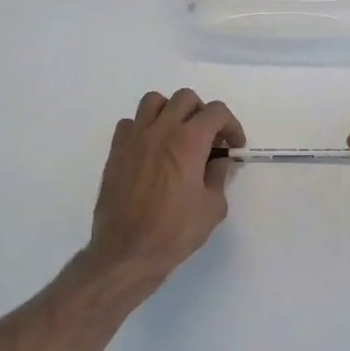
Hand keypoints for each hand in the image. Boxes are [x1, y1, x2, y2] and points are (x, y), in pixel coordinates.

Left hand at [81, 89, 244, 296]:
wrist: (127, 252)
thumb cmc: (175, 232)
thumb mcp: (212, 207)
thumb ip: (218, 176)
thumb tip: (217, 161)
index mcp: (189, 141)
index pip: (216, 112)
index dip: (231, 125)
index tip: (234, 146)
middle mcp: (161, 131)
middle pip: (185, 98)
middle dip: (203, 113)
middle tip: (209, 139)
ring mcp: (134, 139)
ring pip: (154, 101)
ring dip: (171, 112)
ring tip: (178, 135)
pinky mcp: (115, 152)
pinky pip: (130, 123)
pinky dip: (144, 128)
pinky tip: (151, 149)